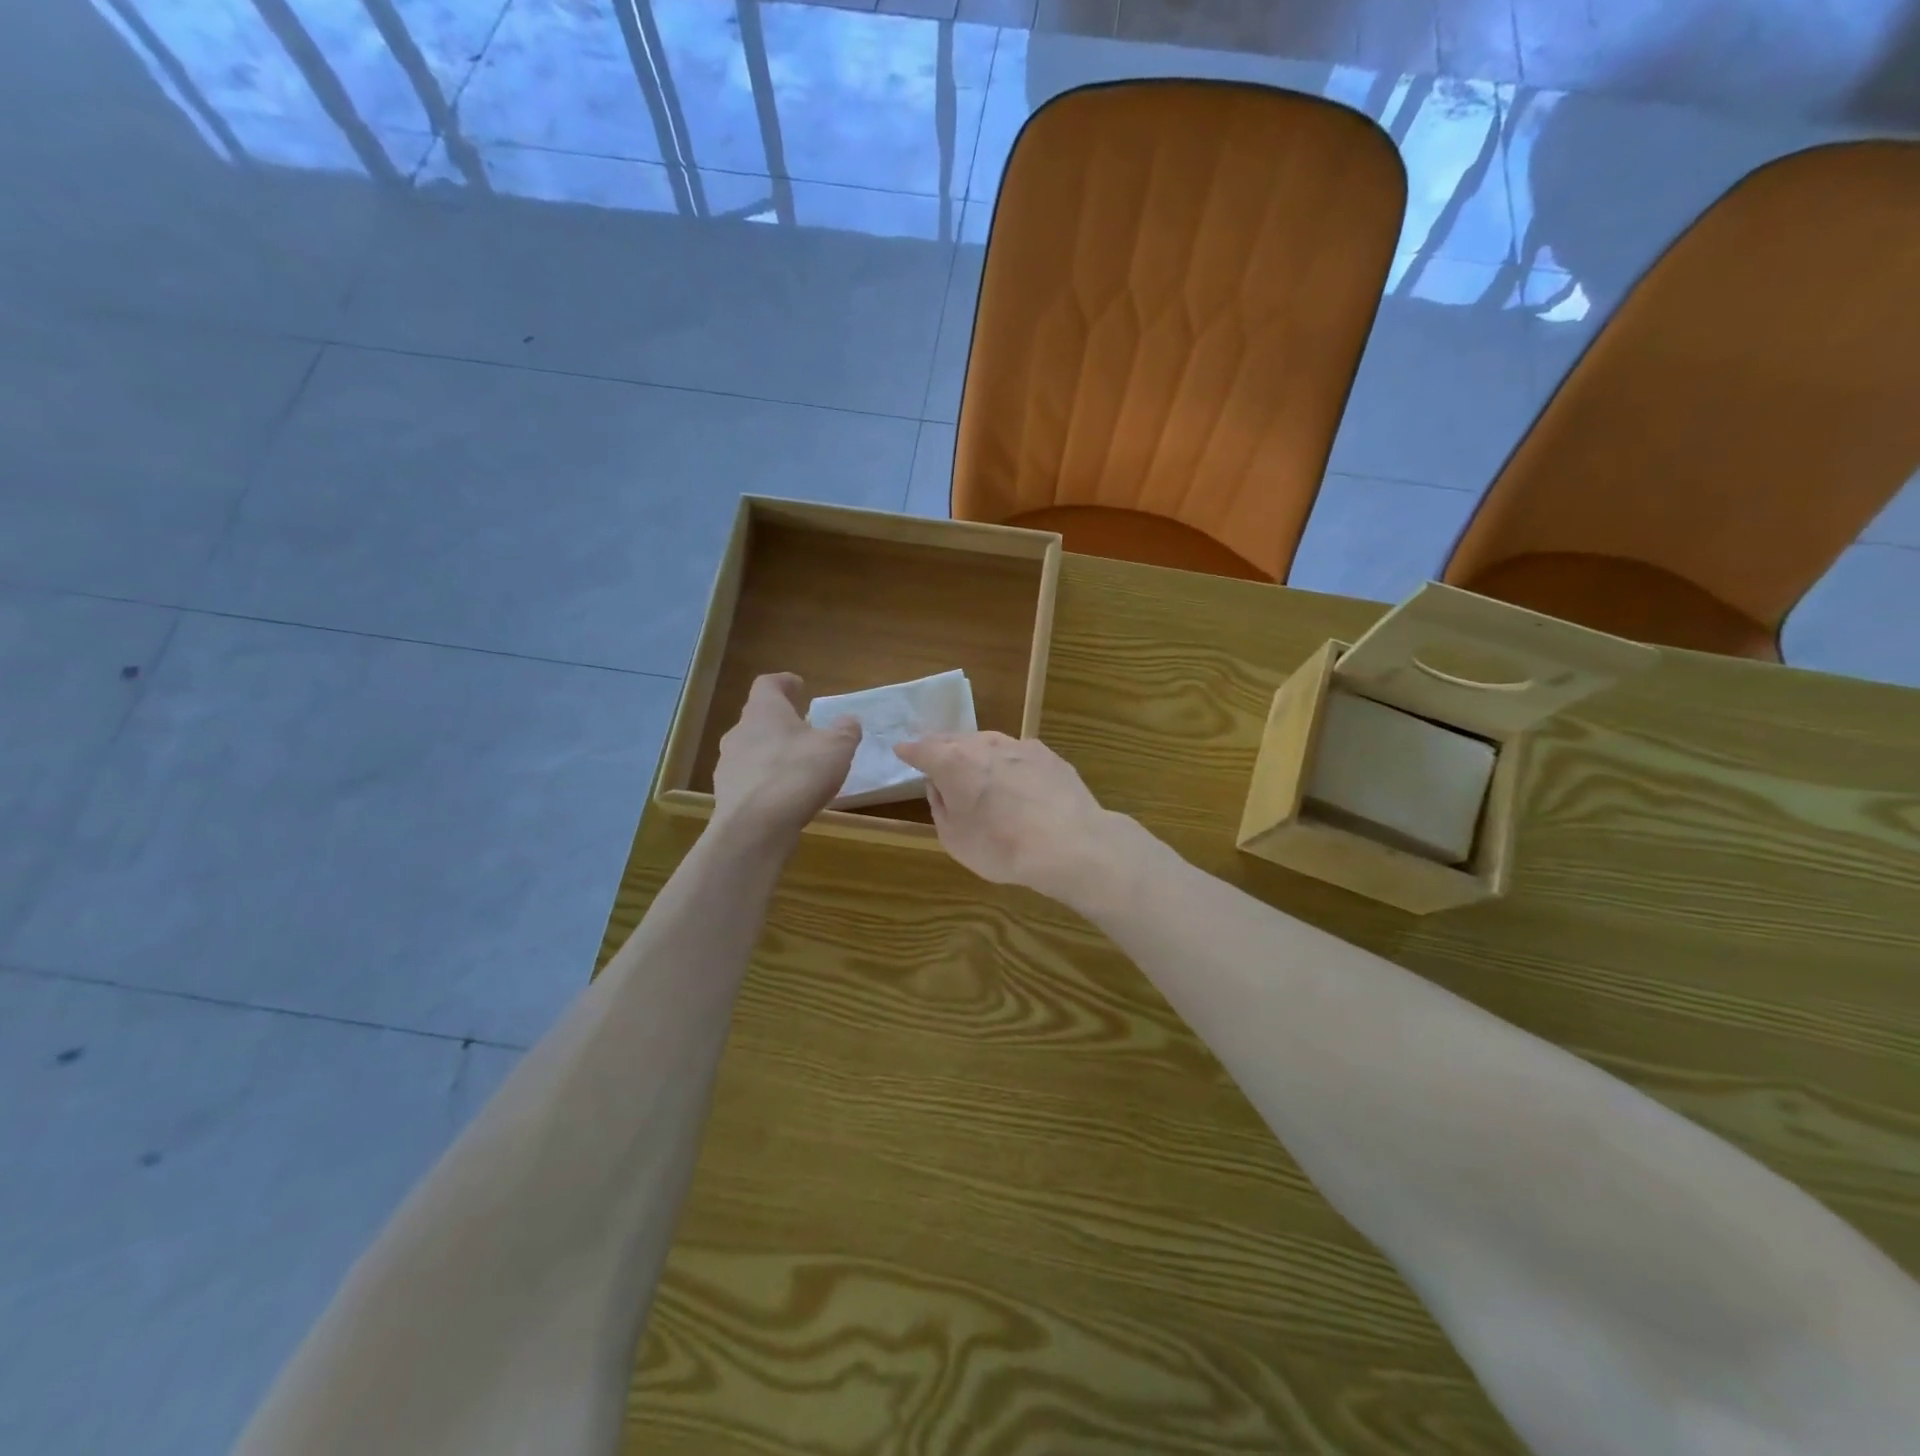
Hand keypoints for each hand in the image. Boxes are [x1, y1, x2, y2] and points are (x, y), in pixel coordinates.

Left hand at [711, 674, 859, 845]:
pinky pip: (750, 779)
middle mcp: (740, 732)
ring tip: (797, 766)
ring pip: (752, 749)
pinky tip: (785, 795)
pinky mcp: (727, 794)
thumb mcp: (837, 747)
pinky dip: (767, 781)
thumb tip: (848, 721)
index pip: (768, 684)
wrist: (755, 828)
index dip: (784, 682)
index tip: (799, 685)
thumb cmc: (798, 774)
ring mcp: (728, 764)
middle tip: (804, 729)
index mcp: (764, 711)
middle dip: (781, 721)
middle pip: (758, 717)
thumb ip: (845, 730)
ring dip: (773, 752)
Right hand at [892, 732, 1129, 905]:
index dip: (910, 751)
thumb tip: (939, 787)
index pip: (922, 750)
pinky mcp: (1049, 756)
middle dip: (941, 746)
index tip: (901, 750)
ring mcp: (1020, 746)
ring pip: (988, 743)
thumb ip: (941, 807)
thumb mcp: (954, 838)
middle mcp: (984, 745)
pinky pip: (1018, 754)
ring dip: (976, 752)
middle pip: (955, 740)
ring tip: (973, 765)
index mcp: (953, 762)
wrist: (1069, 844)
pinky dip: (1008, 762)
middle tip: (933, 753)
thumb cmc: (1001, 846)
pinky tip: (1015, 778)